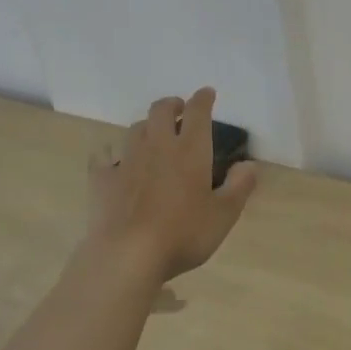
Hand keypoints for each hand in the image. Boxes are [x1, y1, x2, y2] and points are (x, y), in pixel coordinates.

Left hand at [86, 89, 258, 282]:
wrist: (127, 255)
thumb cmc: (183, 234)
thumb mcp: (224, 215)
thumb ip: (240, 186)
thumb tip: (248, 164)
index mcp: (190, 151)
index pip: (198, 112)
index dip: (203, 99)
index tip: (207, 93)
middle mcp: (157, 146)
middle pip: (161, 110)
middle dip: (172, 104)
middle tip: (180, 111)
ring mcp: (126, 161)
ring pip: (135, 128)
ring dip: (147, 126)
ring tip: (153, 136)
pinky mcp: (102, 179)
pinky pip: (105, 155)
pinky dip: (112, 152)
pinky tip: (115, 160)